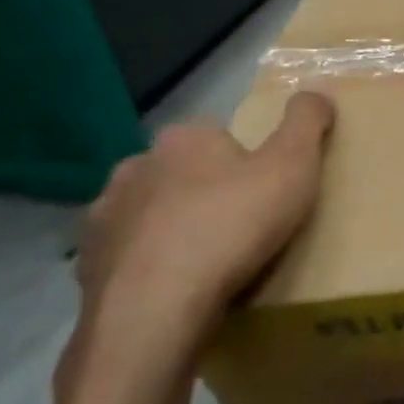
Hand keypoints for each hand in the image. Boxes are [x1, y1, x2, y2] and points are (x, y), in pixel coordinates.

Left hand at [70, 91, 336, 360]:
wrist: (155, 311)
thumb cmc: (231, 226)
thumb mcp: (293, 165)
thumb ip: (307, 122)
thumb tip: (316, 92)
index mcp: (183, 139)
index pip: (217, 135)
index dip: (244, 160)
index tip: (265, 189)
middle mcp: (135, 167)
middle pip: (180, 172)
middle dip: (203, 191)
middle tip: (240, 225)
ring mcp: (103, 218)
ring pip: (148, 214)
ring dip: (171, 228)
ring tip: (207, 262)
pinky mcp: (87, 267)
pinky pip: (127, 258)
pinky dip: (148, 267)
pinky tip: (175, 289)